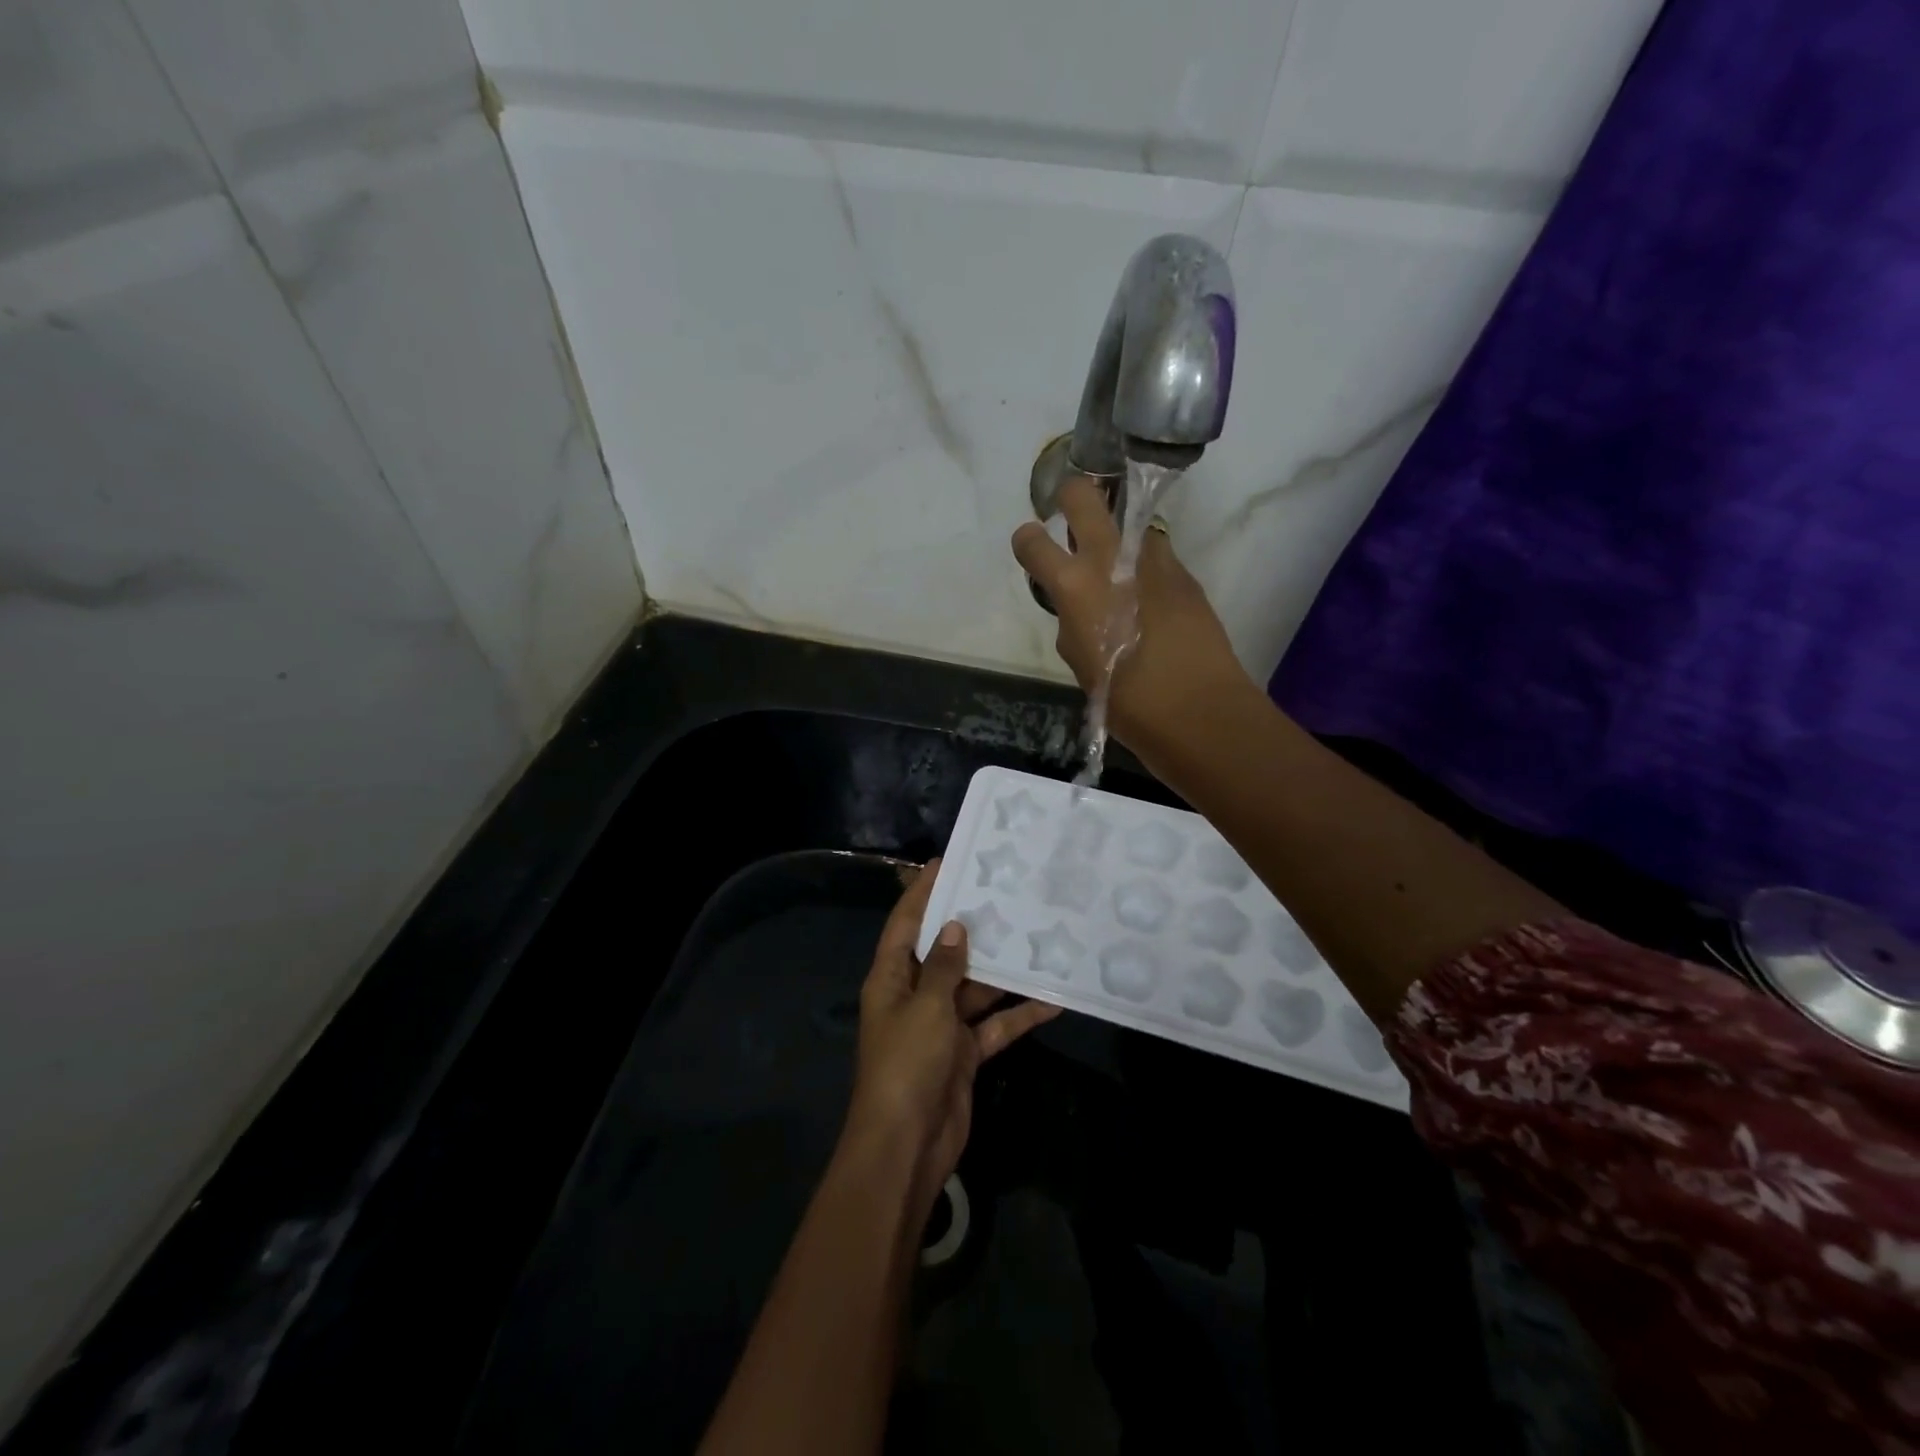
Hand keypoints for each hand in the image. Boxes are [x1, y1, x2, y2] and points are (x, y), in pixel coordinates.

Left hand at [844, 861, 1060, 1221]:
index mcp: (892, 978)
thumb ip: (945, 967)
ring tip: (1036, 936)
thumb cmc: (907, 1064)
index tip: (946, 861)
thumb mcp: (926, 1008)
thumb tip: (956, 927)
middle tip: (1005, 893)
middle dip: (971, 927)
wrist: (907, 1146)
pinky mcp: (964, 1053)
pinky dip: (1018, 1014)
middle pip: (944, 952)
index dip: (922, 892)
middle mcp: (915, 995)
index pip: (906, 924)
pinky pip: (994, 1025)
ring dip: (1003, 970)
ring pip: (975, 988)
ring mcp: (941, 1025)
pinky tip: (1053, 998)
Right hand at [1012, 476, 1250, 753]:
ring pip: (1128, 522)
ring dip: (1118, 538)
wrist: (1198, 709)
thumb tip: (1080, 611)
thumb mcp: (1081, 664)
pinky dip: (1145, 567)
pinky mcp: (1184, 573)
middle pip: (1083, 494)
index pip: (1032, 541)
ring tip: (1122, 574)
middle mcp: (1110, 559)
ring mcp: (1153, 560)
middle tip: (1073, 522)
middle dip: (1072, 498)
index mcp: (1073, 586)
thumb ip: (1072, 625)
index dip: (1027, 541)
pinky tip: (1151, 600)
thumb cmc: (1126, 700)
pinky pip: (1155, 555)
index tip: (1033, 548)